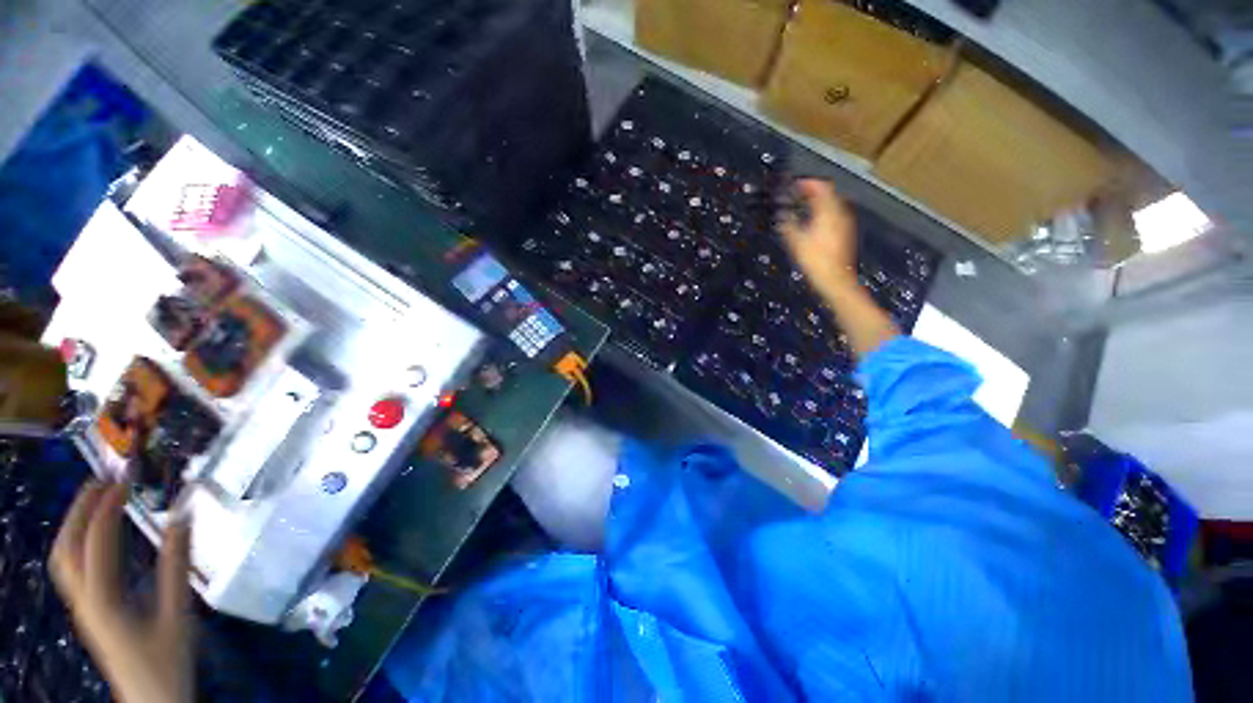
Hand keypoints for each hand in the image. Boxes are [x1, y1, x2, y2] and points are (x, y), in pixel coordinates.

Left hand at [50, 482, 193, 702]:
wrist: (152, 698)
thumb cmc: (167, 658)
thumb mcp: (177, 613)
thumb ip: (176, 566)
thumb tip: (183, 518)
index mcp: (104, 599)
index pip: (96, 543)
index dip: (106, 508)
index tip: (124, 480)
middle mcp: (84, 598)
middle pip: (66, 548)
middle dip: (79, 510)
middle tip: (103, 480)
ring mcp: (82, 605)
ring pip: (63, 558)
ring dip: (75, 523)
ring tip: (98, 499)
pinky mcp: (88, 609)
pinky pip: (73, 568)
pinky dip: (80, 542)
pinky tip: (99, 536)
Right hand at [778, 179, 898, 357]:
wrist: (836, 280)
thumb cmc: (815, 261)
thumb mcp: (796, 242)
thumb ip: (788, 225)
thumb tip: (781, 214)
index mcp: (829, 211)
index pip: (821, 187)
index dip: (807, 183)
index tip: (794, 185)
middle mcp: (840, 213)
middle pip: (828, 194)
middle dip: (812, 192)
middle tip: (796, 195)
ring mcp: (845, 223)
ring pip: (831, 205)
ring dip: (817, 202)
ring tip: (801, 208)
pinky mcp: (845, 233)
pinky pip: (833, 215)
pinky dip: (822, 213)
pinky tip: (812, 223)